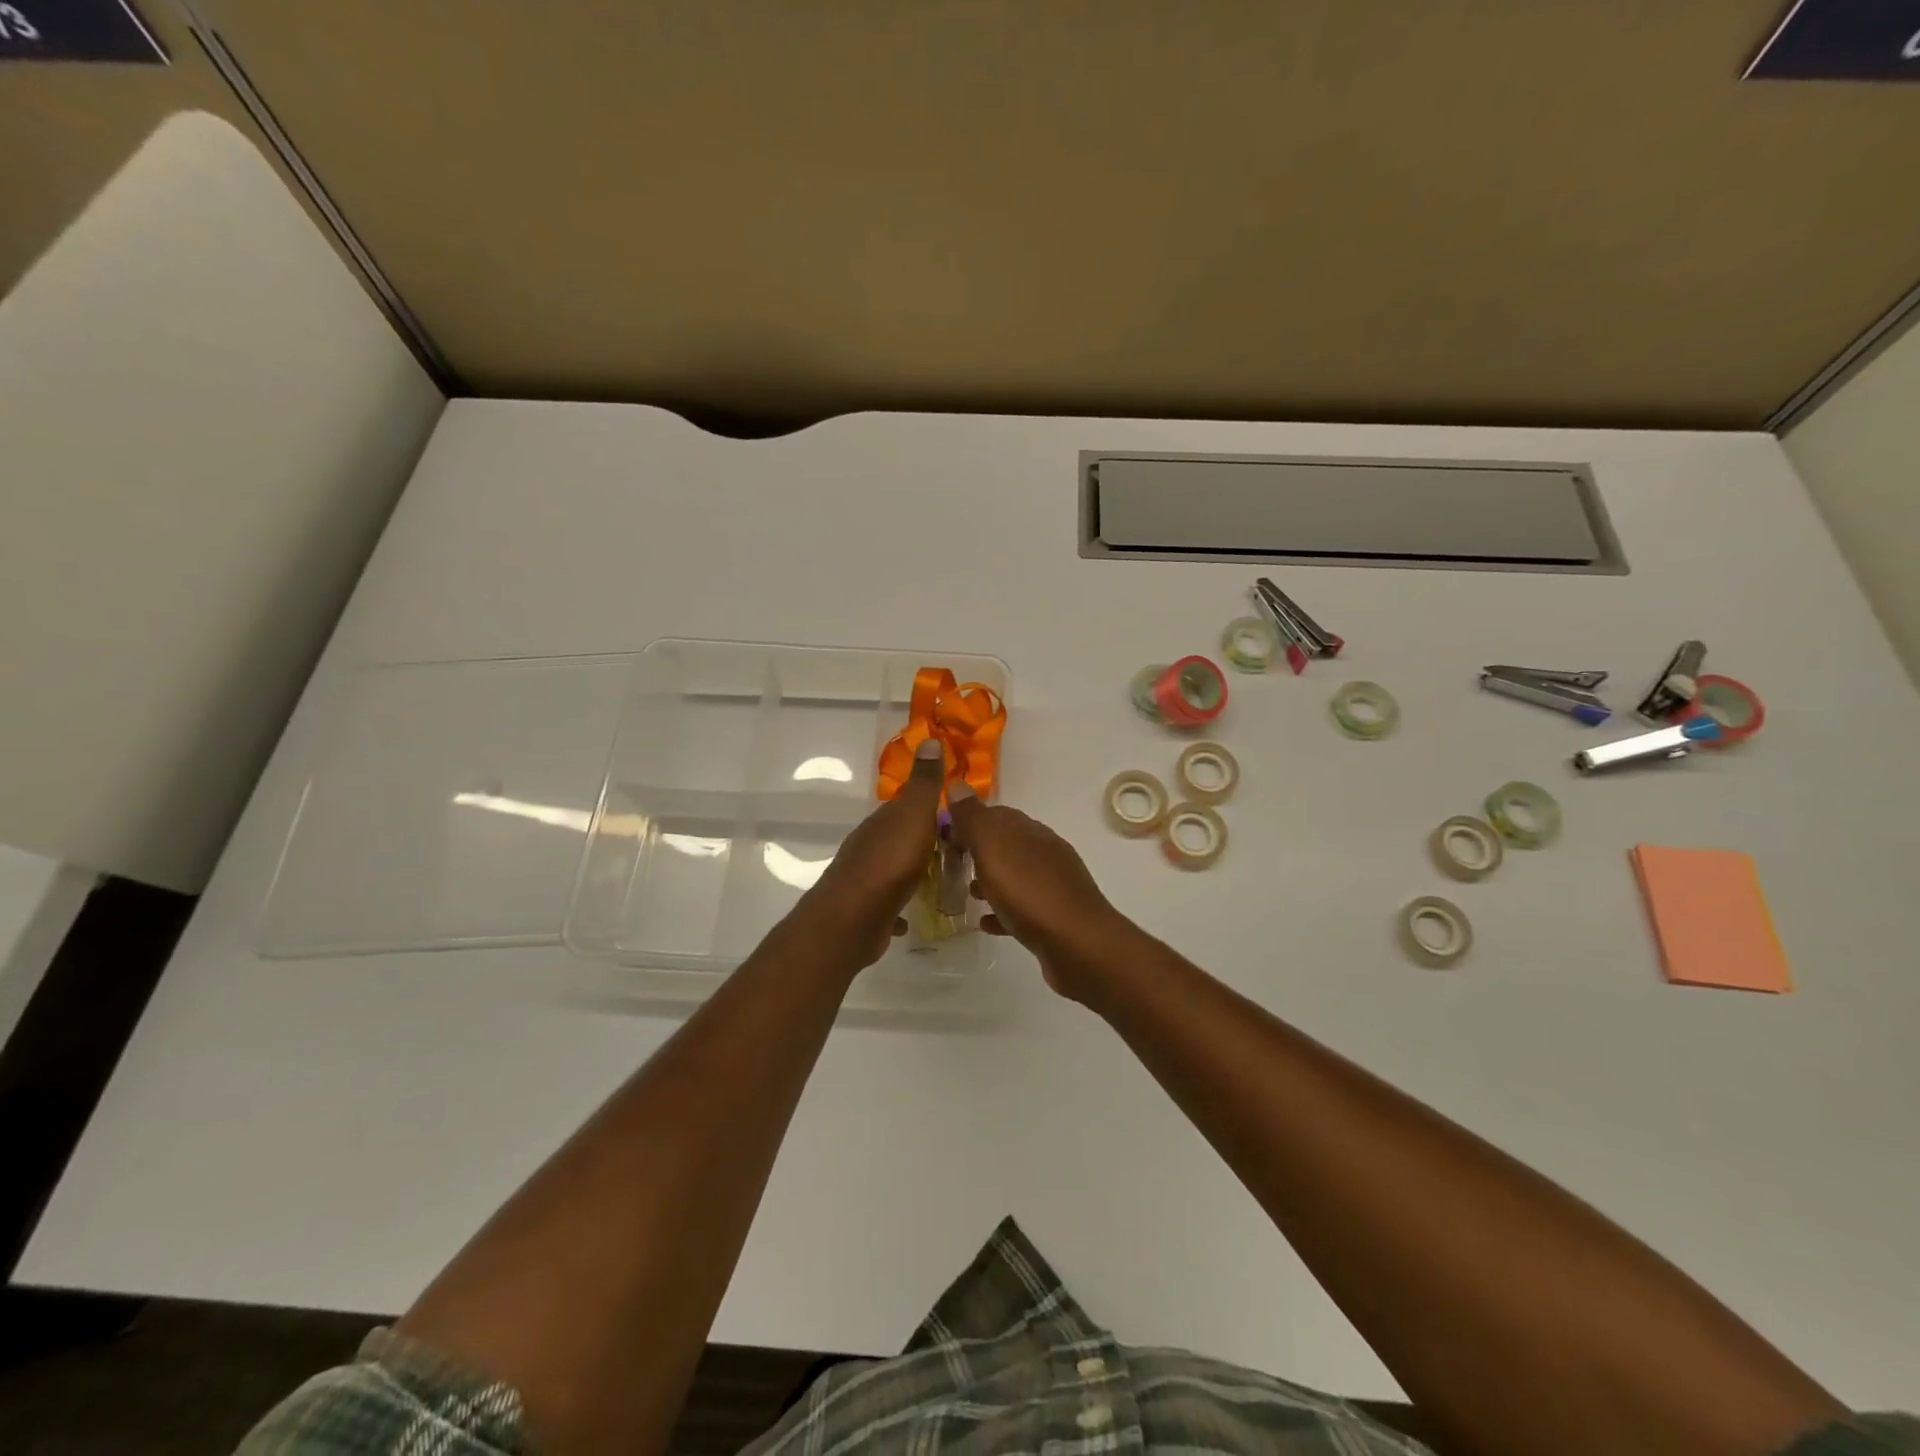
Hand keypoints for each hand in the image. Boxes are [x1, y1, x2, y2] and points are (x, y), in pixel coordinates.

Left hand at [802, 738, 944, 968]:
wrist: (852, 918)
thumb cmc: (890, 862)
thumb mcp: (914, 815)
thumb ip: (924, 783)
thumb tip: (929, 738)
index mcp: (883, 821)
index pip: (907, 806)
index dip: (931, 808)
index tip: (957, 818)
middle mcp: (870, 844)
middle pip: (900, 836)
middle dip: (924, 841)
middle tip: (957, 852)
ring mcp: (865, 877)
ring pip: (894, 868)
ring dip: (913, 871)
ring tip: (941, 881)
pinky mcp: (865, 908)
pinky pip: (888, 902)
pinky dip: (900, 904)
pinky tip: (911, 913)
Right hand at [944, 785, 1134, 1001]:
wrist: (1078, 945)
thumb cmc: (1030, 892)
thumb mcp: (993, 848)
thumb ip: (973, 818)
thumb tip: (956, 784)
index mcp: (1030, 831)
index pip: (995, 814)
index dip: (968, 821)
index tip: (942, 835)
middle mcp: (1044, 852)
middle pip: (1005, 844)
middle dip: (978, 851)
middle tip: (950, 864)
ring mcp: (1052, 885)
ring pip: (1014, 875)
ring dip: (990, 880)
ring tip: (966, 892)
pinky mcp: (1055, 918)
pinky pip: (1022, 909)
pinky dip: (1003, 911)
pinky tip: (987, 922)